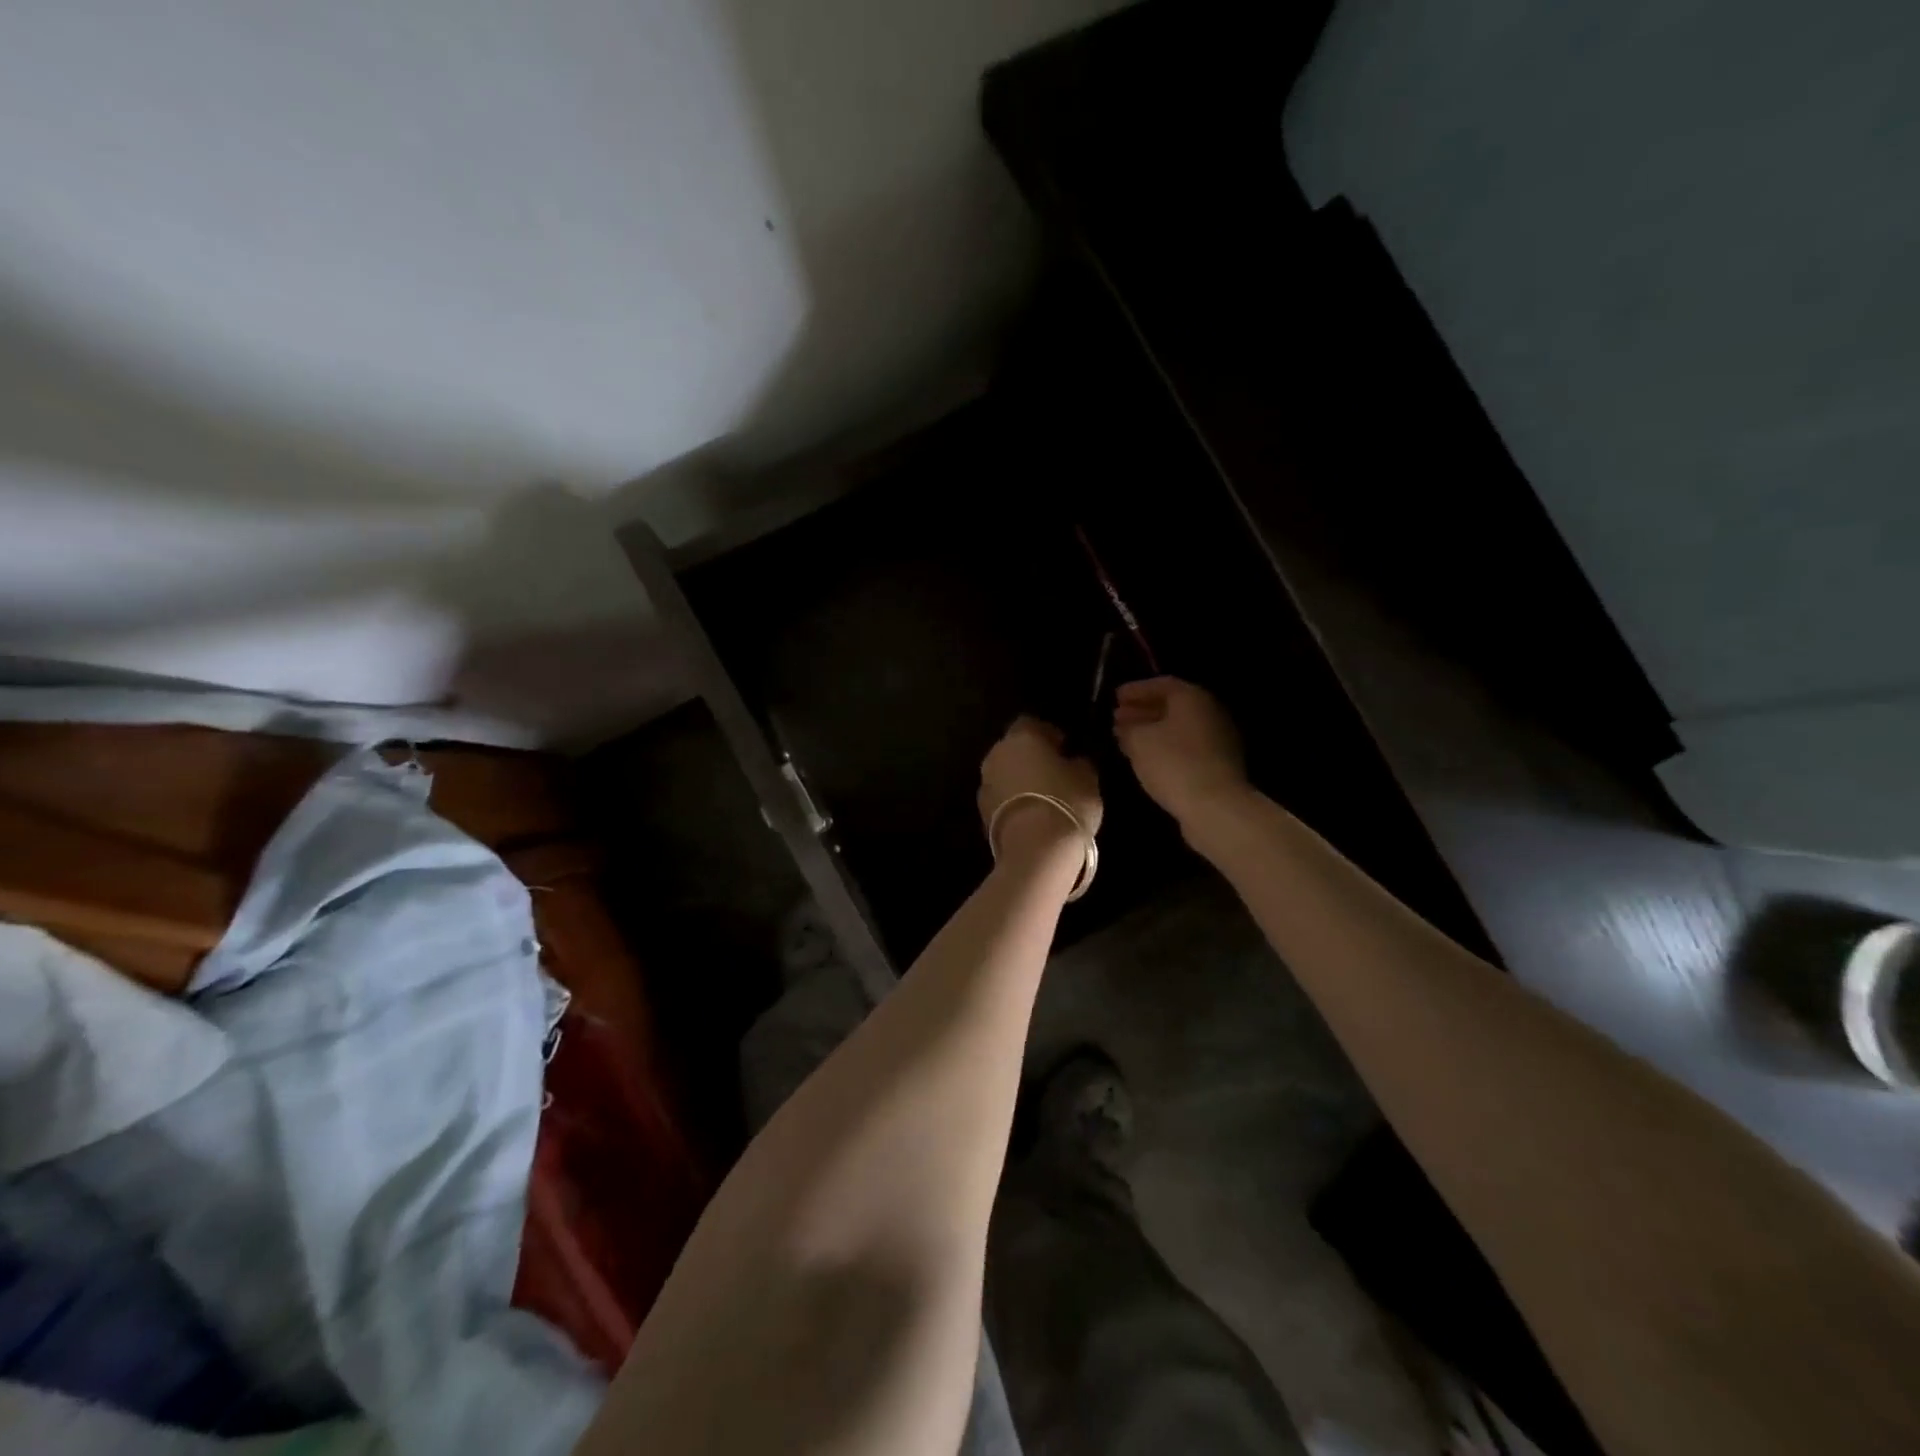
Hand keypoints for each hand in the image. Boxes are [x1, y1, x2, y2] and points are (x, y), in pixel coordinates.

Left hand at [979, 716, 1102, 855]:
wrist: (1035, 849)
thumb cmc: (1066, 802)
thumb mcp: (1087, 777)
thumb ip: (1078, 761)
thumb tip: (1072, 759)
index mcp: (1021, 737)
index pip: (1031, 723)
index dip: (1048, 733)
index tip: (1065, 747)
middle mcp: (996, 754)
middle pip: (1014, 748)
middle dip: (1031, 757)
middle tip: (1055, 772)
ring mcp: (985, 783)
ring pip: (1005, 773)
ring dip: (1020, 779)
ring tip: (1044, 796)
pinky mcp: (981, 811)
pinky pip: (1001, 797)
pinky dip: (1013, 801)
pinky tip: (1032, 815)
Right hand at [1113, 677, 1247, 825]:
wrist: (1215, 806)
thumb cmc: (1173, 763)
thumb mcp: (1139, 741)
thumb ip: (1129, 727)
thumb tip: (1125, 724)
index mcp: (1192, 697)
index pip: (1161, 683)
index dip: (1136, 689)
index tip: (1114, 697)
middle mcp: (1210, 712)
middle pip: (1172, 705)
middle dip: (1143, 710)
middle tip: (1117, 717)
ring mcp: (1218, 739)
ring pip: (1178, 728)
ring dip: (1152, 730)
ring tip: (1126, 739)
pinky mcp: (1219, 764)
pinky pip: (1186, 747)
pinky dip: (1165, 747)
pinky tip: (1147, 759)